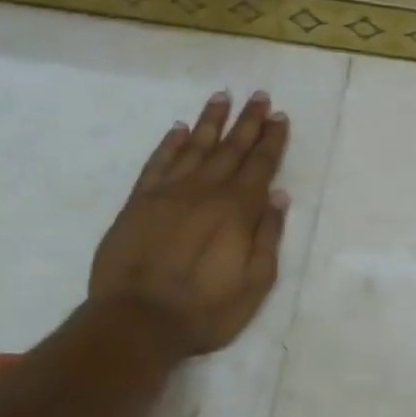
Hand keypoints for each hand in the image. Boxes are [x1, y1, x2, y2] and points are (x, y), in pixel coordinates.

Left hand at [86, 91, 289, 356]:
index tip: (279, 116)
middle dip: (248, 121)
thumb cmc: (204, 310)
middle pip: (231, 148)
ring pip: (195, 146)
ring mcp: (169, 192)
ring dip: (210, 121)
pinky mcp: (139, 201)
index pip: (260, 165)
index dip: (272, 139)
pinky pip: (158, 163)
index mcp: (237, 209)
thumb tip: (278, 196)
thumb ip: (268, 236)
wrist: (136, 321)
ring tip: (222, 97)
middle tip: (259, 95)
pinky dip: (169, 144)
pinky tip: (178, 129)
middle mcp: (205, 190)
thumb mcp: (254, 283)